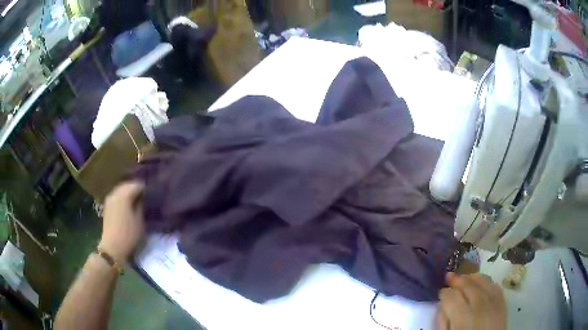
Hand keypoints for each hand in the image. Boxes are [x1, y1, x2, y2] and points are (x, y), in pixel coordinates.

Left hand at [98, 182, 144, 261]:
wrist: (112, 247)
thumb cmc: (128, 235)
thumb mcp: (139, 221)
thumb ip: (141, 206)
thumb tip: (142, 198)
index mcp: (124, 196)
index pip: (136, 185)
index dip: (144, 187)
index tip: (151, 192)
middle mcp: (115, 194)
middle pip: (127, 185)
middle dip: (135, 188)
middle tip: (145, 194)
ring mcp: (109, 199)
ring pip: (120, 190)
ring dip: (128, 192)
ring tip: (137, 198)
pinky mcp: (107, 206)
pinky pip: (116, 196)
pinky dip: (122, 196)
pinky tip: (128, 203)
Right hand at [436, 273, 506, 329]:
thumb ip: (443, 321)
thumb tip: (442, 306)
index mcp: (462, 317)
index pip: (451, 296)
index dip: (444, 292)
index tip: (440, 293)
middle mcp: (479, 305)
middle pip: (467, 285)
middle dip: (456, 280)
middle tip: (449, 277)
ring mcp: (493, 302)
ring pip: (482, 281)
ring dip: (471, 278)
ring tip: (463, 278)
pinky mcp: (503, 303)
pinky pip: (495, 286)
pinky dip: (486, 282)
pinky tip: (480, 283)